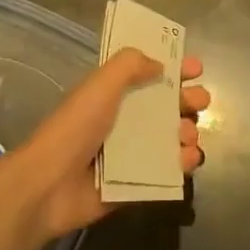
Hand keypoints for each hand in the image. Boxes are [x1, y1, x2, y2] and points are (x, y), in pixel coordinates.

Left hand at [0, 48, 208, 244]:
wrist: (50, 183)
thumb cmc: (77, 126)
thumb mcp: (102, 84)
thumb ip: (130, 65)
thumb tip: (159, 64)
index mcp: (113, 93)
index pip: (148, 74)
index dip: (172, 68)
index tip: (196, 68)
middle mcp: (123, 120)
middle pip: (165, 106)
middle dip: (187, 100)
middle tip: (199, 102)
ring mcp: (129, 154)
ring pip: (170, 138)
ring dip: (187, 132)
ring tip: (188, 134)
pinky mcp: (134, 184)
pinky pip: (165, 172)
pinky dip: (182, 164)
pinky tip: (189, 159)